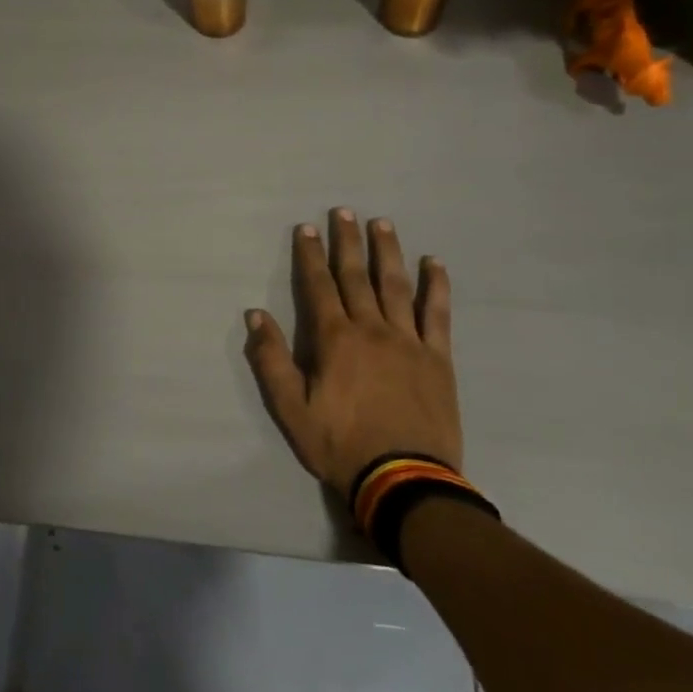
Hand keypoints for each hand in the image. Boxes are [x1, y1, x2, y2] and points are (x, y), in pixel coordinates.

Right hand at [244, 208, 462, 499]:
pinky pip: (437, 314)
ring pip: (396, 285)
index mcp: (335, 339)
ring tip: (382, 223)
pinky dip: (436, 286)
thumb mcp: (291, 408)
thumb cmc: (340, 444)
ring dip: (387, 251)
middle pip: (356, 276)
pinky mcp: (437, 358)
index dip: (310, 255)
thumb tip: (255, 315)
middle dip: (347, 241)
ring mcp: (408, 341)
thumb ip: (271, 360)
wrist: (404, 480)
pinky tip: (434, 263)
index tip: (307, 228)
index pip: (318, 285)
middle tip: (344, 211)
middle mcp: (371, 328)